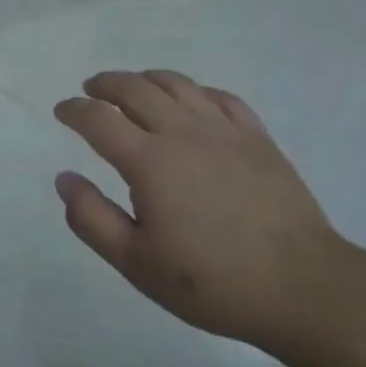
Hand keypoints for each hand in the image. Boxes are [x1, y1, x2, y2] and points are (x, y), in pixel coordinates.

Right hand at [53, 70, 347, 355]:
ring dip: (145, 79)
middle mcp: (182, 132)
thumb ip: (92, 219)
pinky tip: (190, 102)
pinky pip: (218, 96)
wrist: (303, 288)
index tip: (62, 111)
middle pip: (134, 88)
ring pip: (175, 83)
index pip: (98, 118)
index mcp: (149, 161)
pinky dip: (193, 90)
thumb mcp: (137, 264)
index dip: (74, 109)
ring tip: (133, 88)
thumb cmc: (213, 282)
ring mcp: (223, 130)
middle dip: (105, 84)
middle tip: (91, 90)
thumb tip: (64, 178)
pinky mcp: (256, 137)